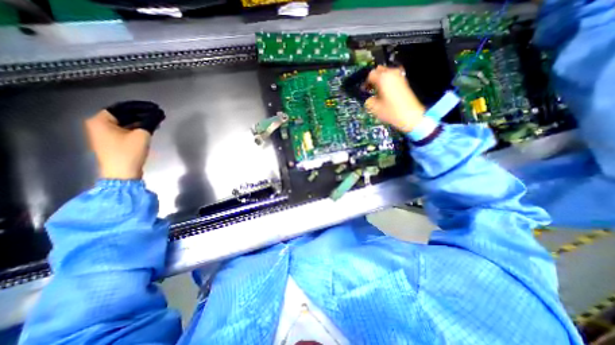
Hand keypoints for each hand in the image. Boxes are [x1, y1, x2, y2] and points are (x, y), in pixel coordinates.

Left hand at [85, 109, 152, 180]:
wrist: (122, 173)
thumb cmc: (128, 152)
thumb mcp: (142, 135)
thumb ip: (150, 122)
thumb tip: (158, 114)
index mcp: (100, 120)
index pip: (123, 108)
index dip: (141, 107)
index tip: (155, 107)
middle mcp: (99, 125)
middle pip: (124, 115)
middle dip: (142, 114)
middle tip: (158, 114)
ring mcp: (105, 134)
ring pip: (126, 123)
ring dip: (141, 122)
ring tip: (157, 121)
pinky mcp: (113, 142)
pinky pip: (126, 130)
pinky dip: (137, 128)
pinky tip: (150, 128)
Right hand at [362, 64, 425, 131]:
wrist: (410, 115)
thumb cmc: (391, 111)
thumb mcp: (374, 108)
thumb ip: (368, 101)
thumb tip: (369, 99)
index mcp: (383, 78)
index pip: (370, 75)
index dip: (365, 83)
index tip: (364, 90)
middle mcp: (392, 73)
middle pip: (379, 71)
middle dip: (373, 79)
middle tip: (370, 89)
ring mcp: (399, 76)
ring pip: (386, 74)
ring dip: (380, 81)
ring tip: (377, 92)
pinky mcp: (404, 82)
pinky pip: (392, 78)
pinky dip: (387, 83)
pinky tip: (385, 93)